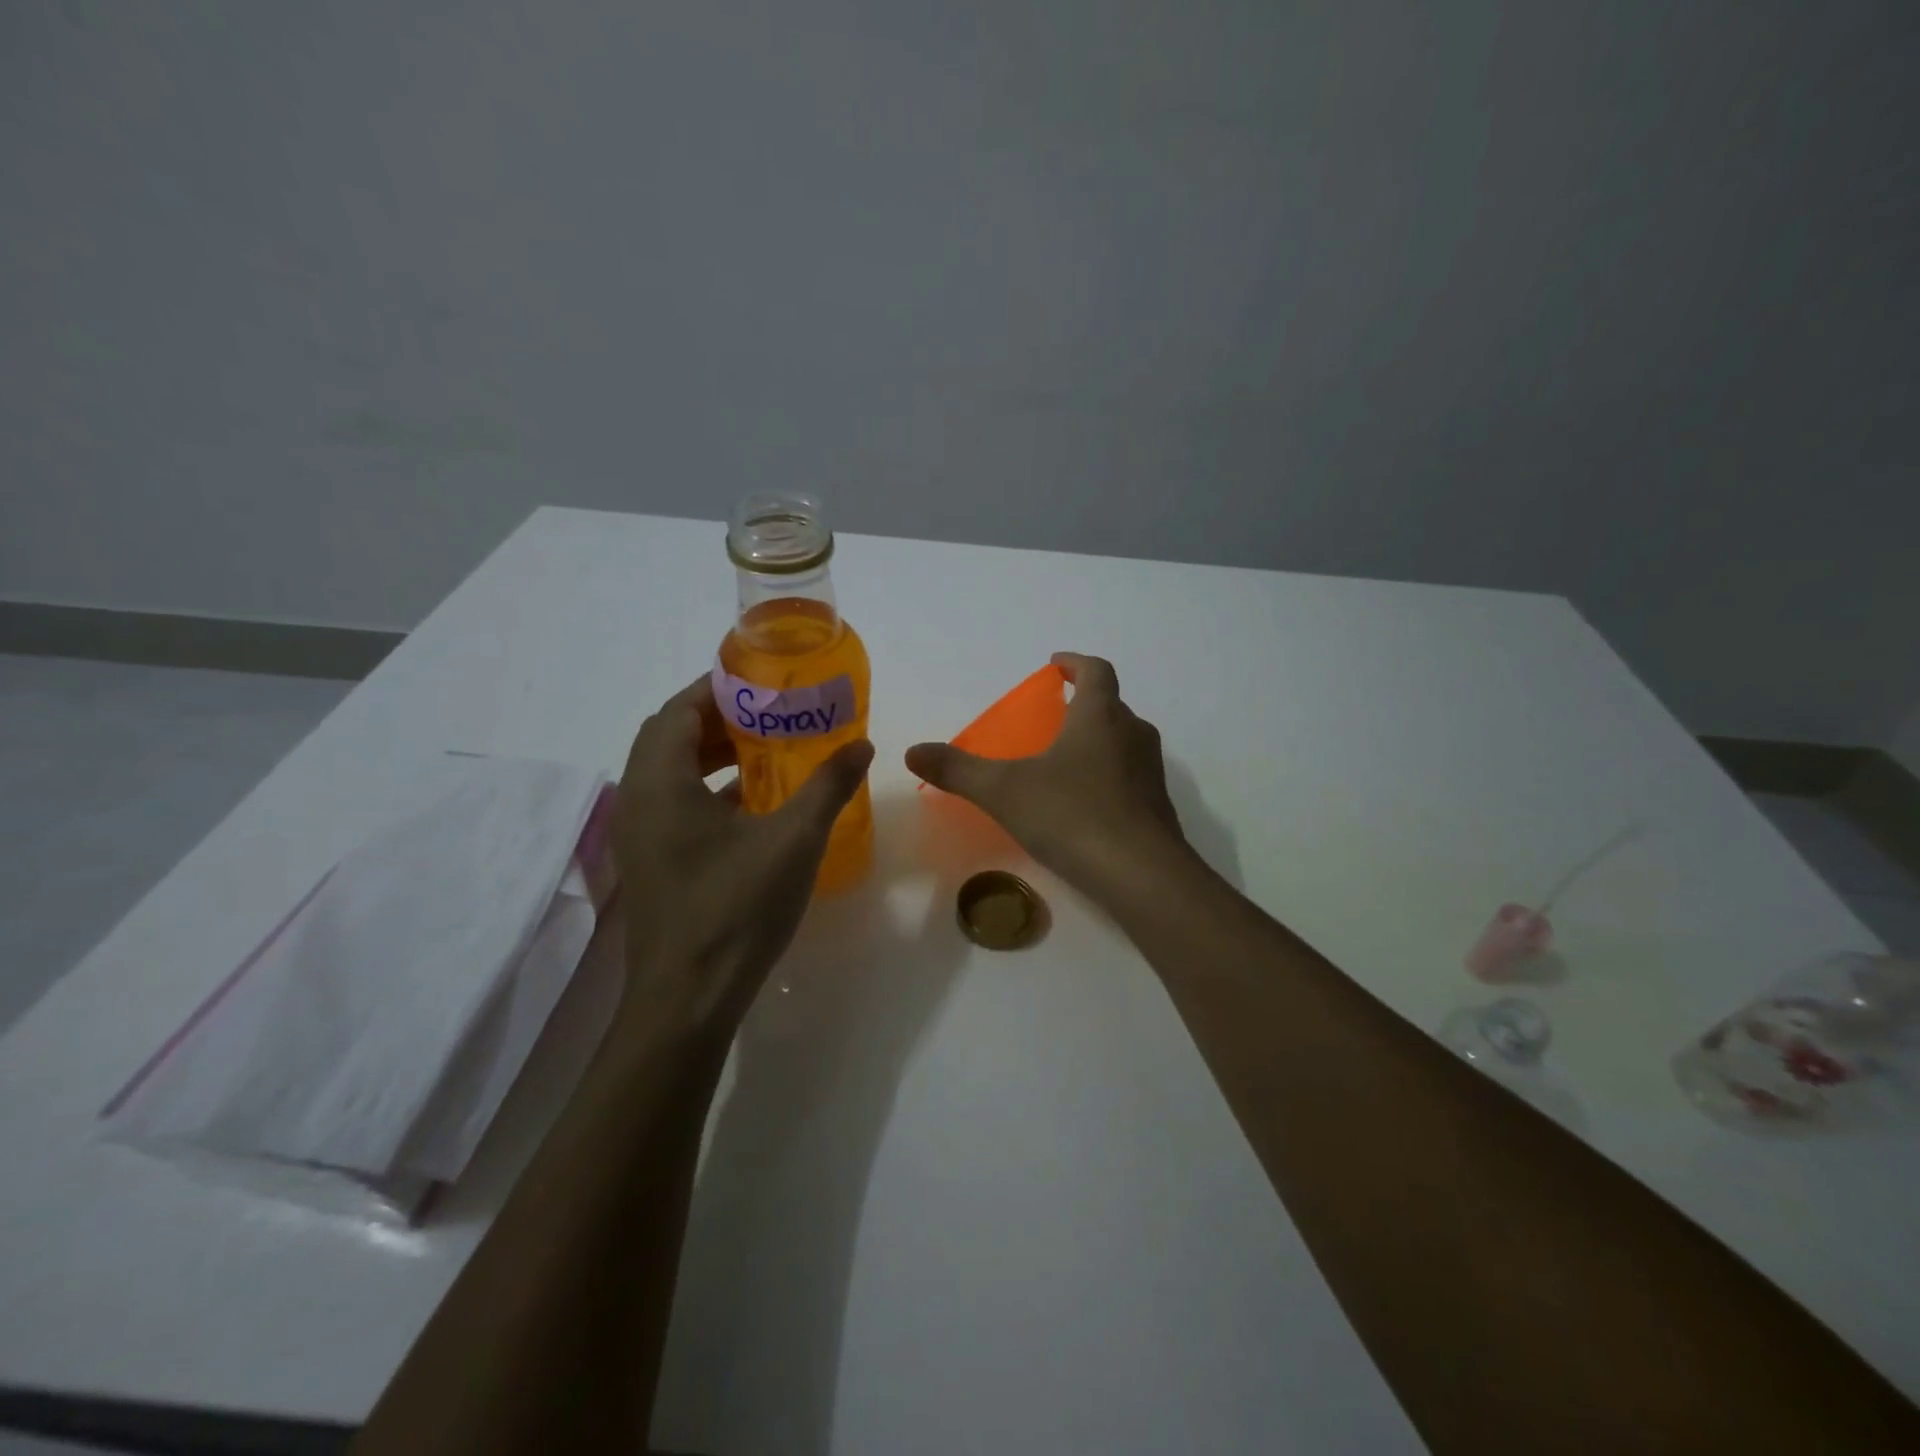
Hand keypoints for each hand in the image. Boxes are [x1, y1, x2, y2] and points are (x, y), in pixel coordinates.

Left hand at [615, 676, 873, 1027]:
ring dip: (713, 754)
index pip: (679, 709)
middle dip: (719, 718)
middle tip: (770, 713)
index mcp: (660, 782)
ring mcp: (639, 835)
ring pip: (670, 772)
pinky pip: (674, 804)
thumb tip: (862, 745)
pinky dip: (708, 789)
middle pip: (670, 736)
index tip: (763, 682)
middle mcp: (638, 800)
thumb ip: (828, 786)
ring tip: (766, 749)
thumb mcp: (794, 840)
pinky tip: (754, 803)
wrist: (688, 999)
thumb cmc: (736, 909)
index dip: (719, 688)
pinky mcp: (650, 862)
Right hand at [905, 652, 1190, 904]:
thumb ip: (958, 770)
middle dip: (1083, 706)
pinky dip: (1109, 778)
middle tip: (1052, 719)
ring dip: (1098, 742)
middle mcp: (1133, 734)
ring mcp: (1151, 772)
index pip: (1095, 670)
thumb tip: (913, 751)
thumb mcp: (1004, 791)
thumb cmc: (1072, 815)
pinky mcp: (1158, 807)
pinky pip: (1131, 777)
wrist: (1142, 876)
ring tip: (1064, 762)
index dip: (1074, 662)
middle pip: (1111, 706)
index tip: (1055, 664)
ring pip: (1123, 742)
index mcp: (1100, 716)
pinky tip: (1084, 806)